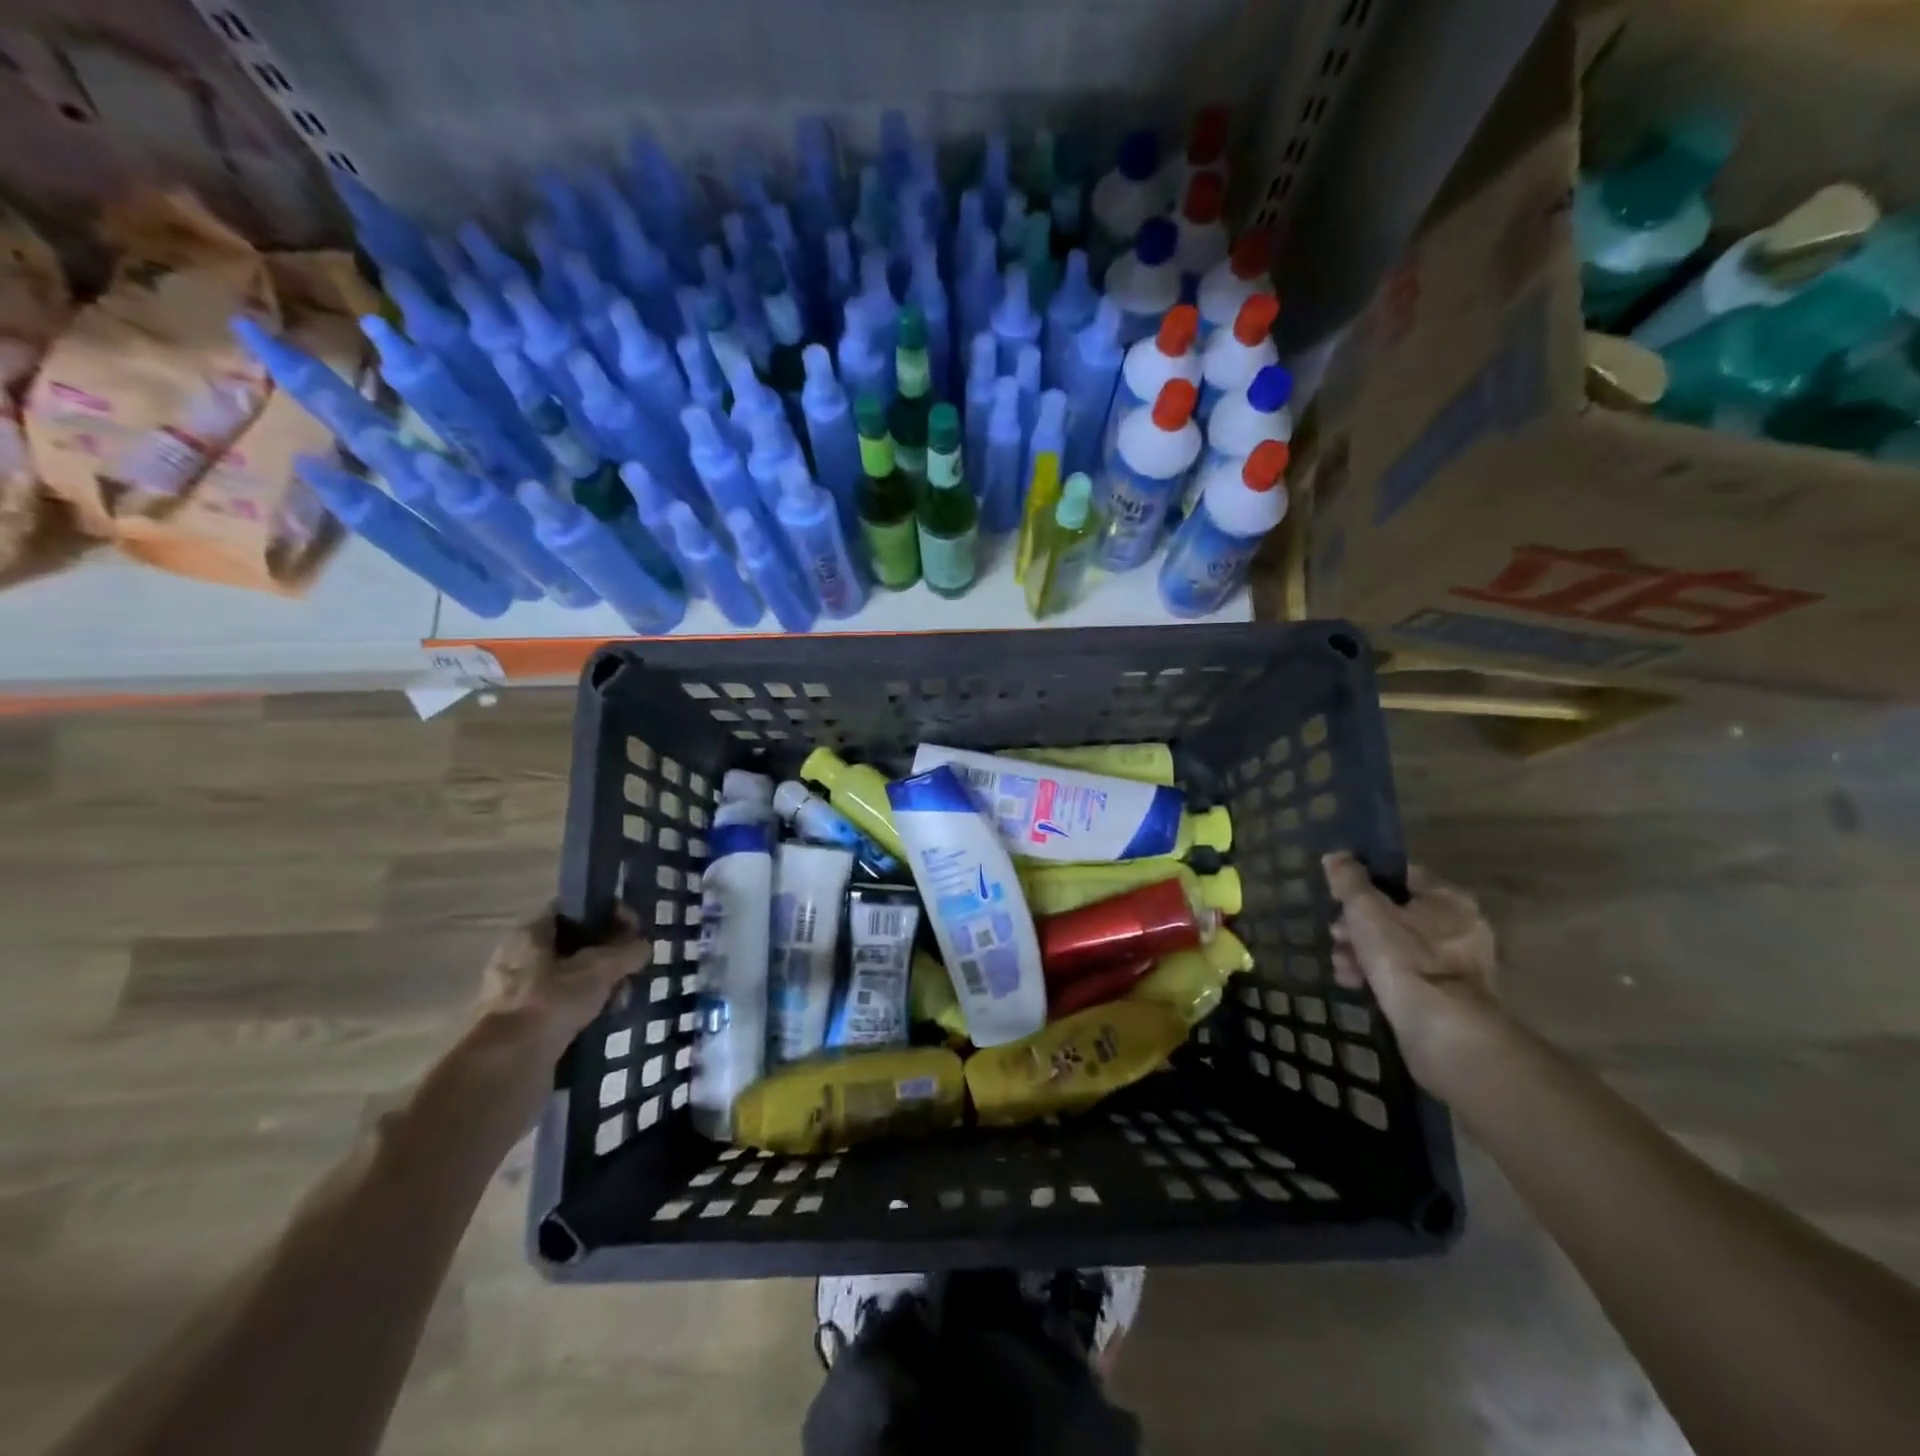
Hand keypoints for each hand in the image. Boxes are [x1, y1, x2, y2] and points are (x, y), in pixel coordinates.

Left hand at [460, 905, 650, 1129]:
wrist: (505, 1071)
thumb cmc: (550, 1004)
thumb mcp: (599, 969)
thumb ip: (626, 951)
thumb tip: (643, 945)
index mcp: (529, 934)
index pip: (573, 909)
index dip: (606, 912)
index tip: (634, 928)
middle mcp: (518, 960)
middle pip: (574, 945)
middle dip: (607, 955)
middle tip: (632, 968)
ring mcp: (517, 997)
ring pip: (570, 980)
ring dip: (599, 987)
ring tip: (622, 999)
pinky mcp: (522, 1029)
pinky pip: (563, 1010)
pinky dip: (585, 1013)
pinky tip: (606, 1021)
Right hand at [1321, 853, 1500, 1088]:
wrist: (1441, 1030)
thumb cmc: (1403, 958)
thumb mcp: (1365, 910)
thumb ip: (1349, 880)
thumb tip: (1336, 856)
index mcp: (1448, 899)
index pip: (1401, 876)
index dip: (1364, 882)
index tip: (1338, 897)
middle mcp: (1460, 927)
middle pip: (1395, 913)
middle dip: (1357, 924)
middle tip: (1335, 935)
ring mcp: (1457, 964)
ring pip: (1396, 946)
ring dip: (1362, 951)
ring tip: (1340, 965)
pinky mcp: (1447, 995)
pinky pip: (1405, 973)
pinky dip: (1379, 974)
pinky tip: (1354, 983)